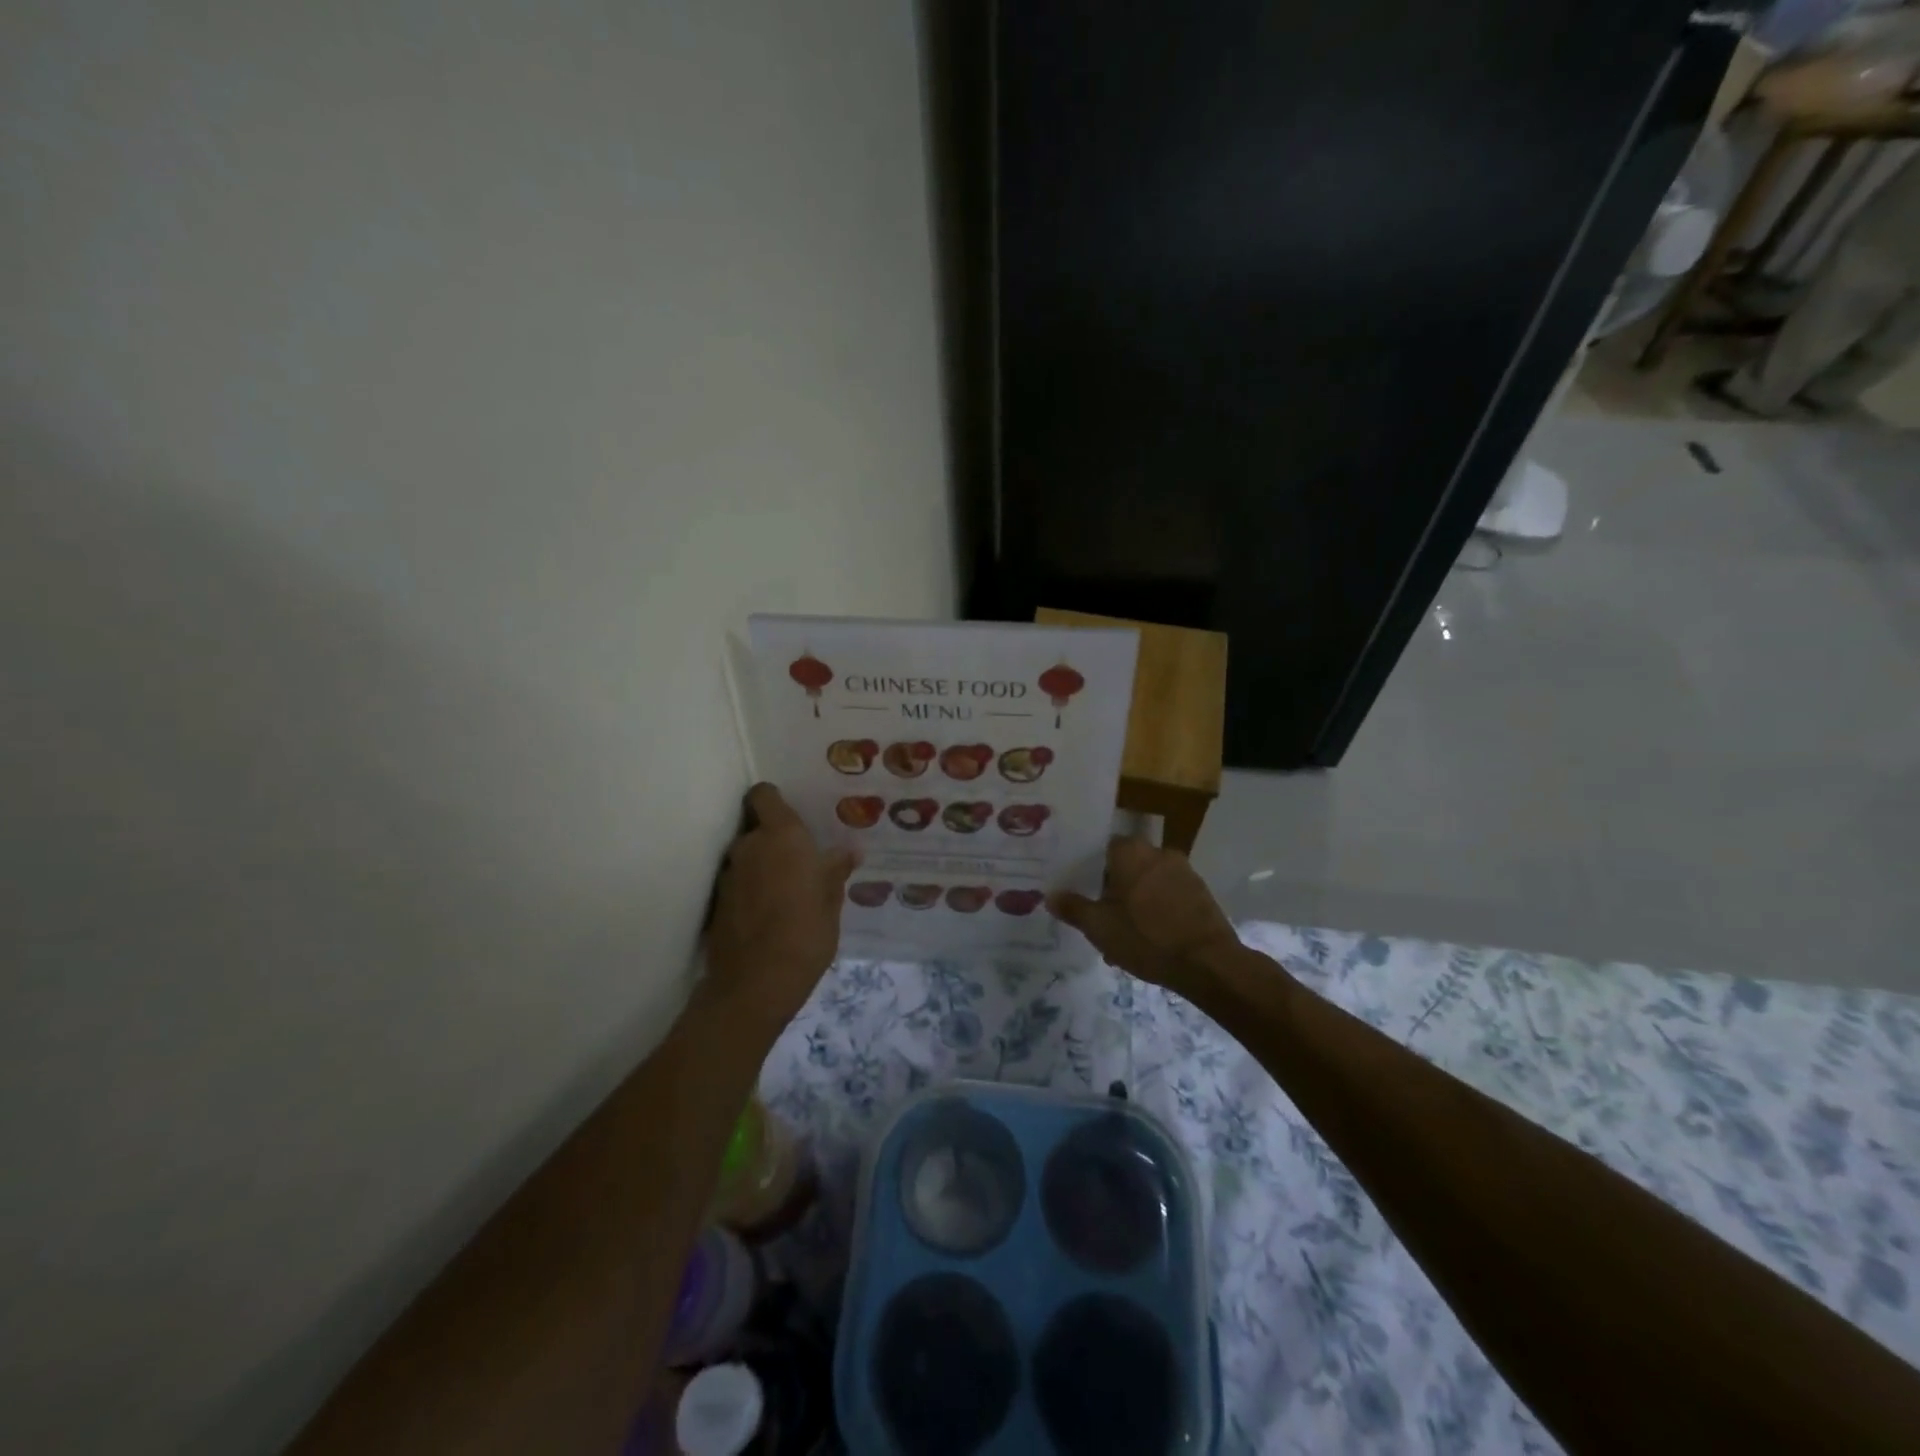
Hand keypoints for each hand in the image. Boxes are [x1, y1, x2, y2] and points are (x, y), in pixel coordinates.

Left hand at [701, 783, 858, 1035]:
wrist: (756, 983)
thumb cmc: (806, 932)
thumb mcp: (831, 901)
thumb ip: (835, 870)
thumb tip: (850, 851)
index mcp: (781, 836)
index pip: (764, 795)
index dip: (774, 800)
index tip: (791, 814)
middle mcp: (749, 845)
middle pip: (756, 827)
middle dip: (773, 839)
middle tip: (799, 859)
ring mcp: (729, 874)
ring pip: (745, 856)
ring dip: (761, 865)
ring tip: (784, 888)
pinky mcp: (716, 902)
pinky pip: (738, 882)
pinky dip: (750, 889)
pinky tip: (768, 911)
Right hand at [1049, 836, 1239, 996]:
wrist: (1208, 963)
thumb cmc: (1146, 937)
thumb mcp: (1099, 927)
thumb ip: (1073, 908)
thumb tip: (1050, 895)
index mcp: (1131, 851)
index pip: (1102, 848)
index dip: (1089, 869)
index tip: (1080, 890)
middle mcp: (1158, 852)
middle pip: (1126, 866)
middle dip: (1112, 890)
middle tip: (1100, 917)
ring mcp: (1184, 871)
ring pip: (1147, 883)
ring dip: (1135, 902)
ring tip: (1123, 936)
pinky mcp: (1201, 892)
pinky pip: (1168, 895)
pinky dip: (1157, 910)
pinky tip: (1150, 939)